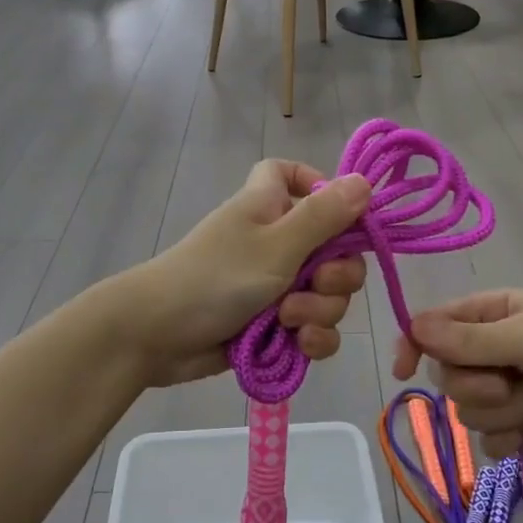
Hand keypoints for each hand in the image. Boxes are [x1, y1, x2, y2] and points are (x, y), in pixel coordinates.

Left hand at [115, 161, 371, 386]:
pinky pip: (313, 327)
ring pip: (327, 293)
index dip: (318, 187)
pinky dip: (312, 337)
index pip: (293, 175)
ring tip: (288, 322)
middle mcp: (276, 240)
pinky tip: (298, 347)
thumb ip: (324, 216)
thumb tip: (365, 180)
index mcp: (270, 206)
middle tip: (315, 283)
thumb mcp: (277, 244)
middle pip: (333, 246)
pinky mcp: (274, 326)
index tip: (340, 215)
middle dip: (336, 274)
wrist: (158, 335)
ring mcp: (274, 285)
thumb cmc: (216, 276)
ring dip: (320, 310)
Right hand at [391, 288, 522, 451]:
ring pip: (469, 410)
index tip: (403, 371)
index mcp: (492, 314)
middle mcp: (495, 350)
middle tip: (510, 384)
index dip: (414, 346)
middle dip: (474, 386)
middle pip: (449, 375)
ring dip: (499, 413)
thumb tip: (412, 326)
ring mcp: (513, 389)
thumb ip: (468, 339)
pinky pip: (493, 440)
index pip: (434, 327)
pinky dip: (507, 440)